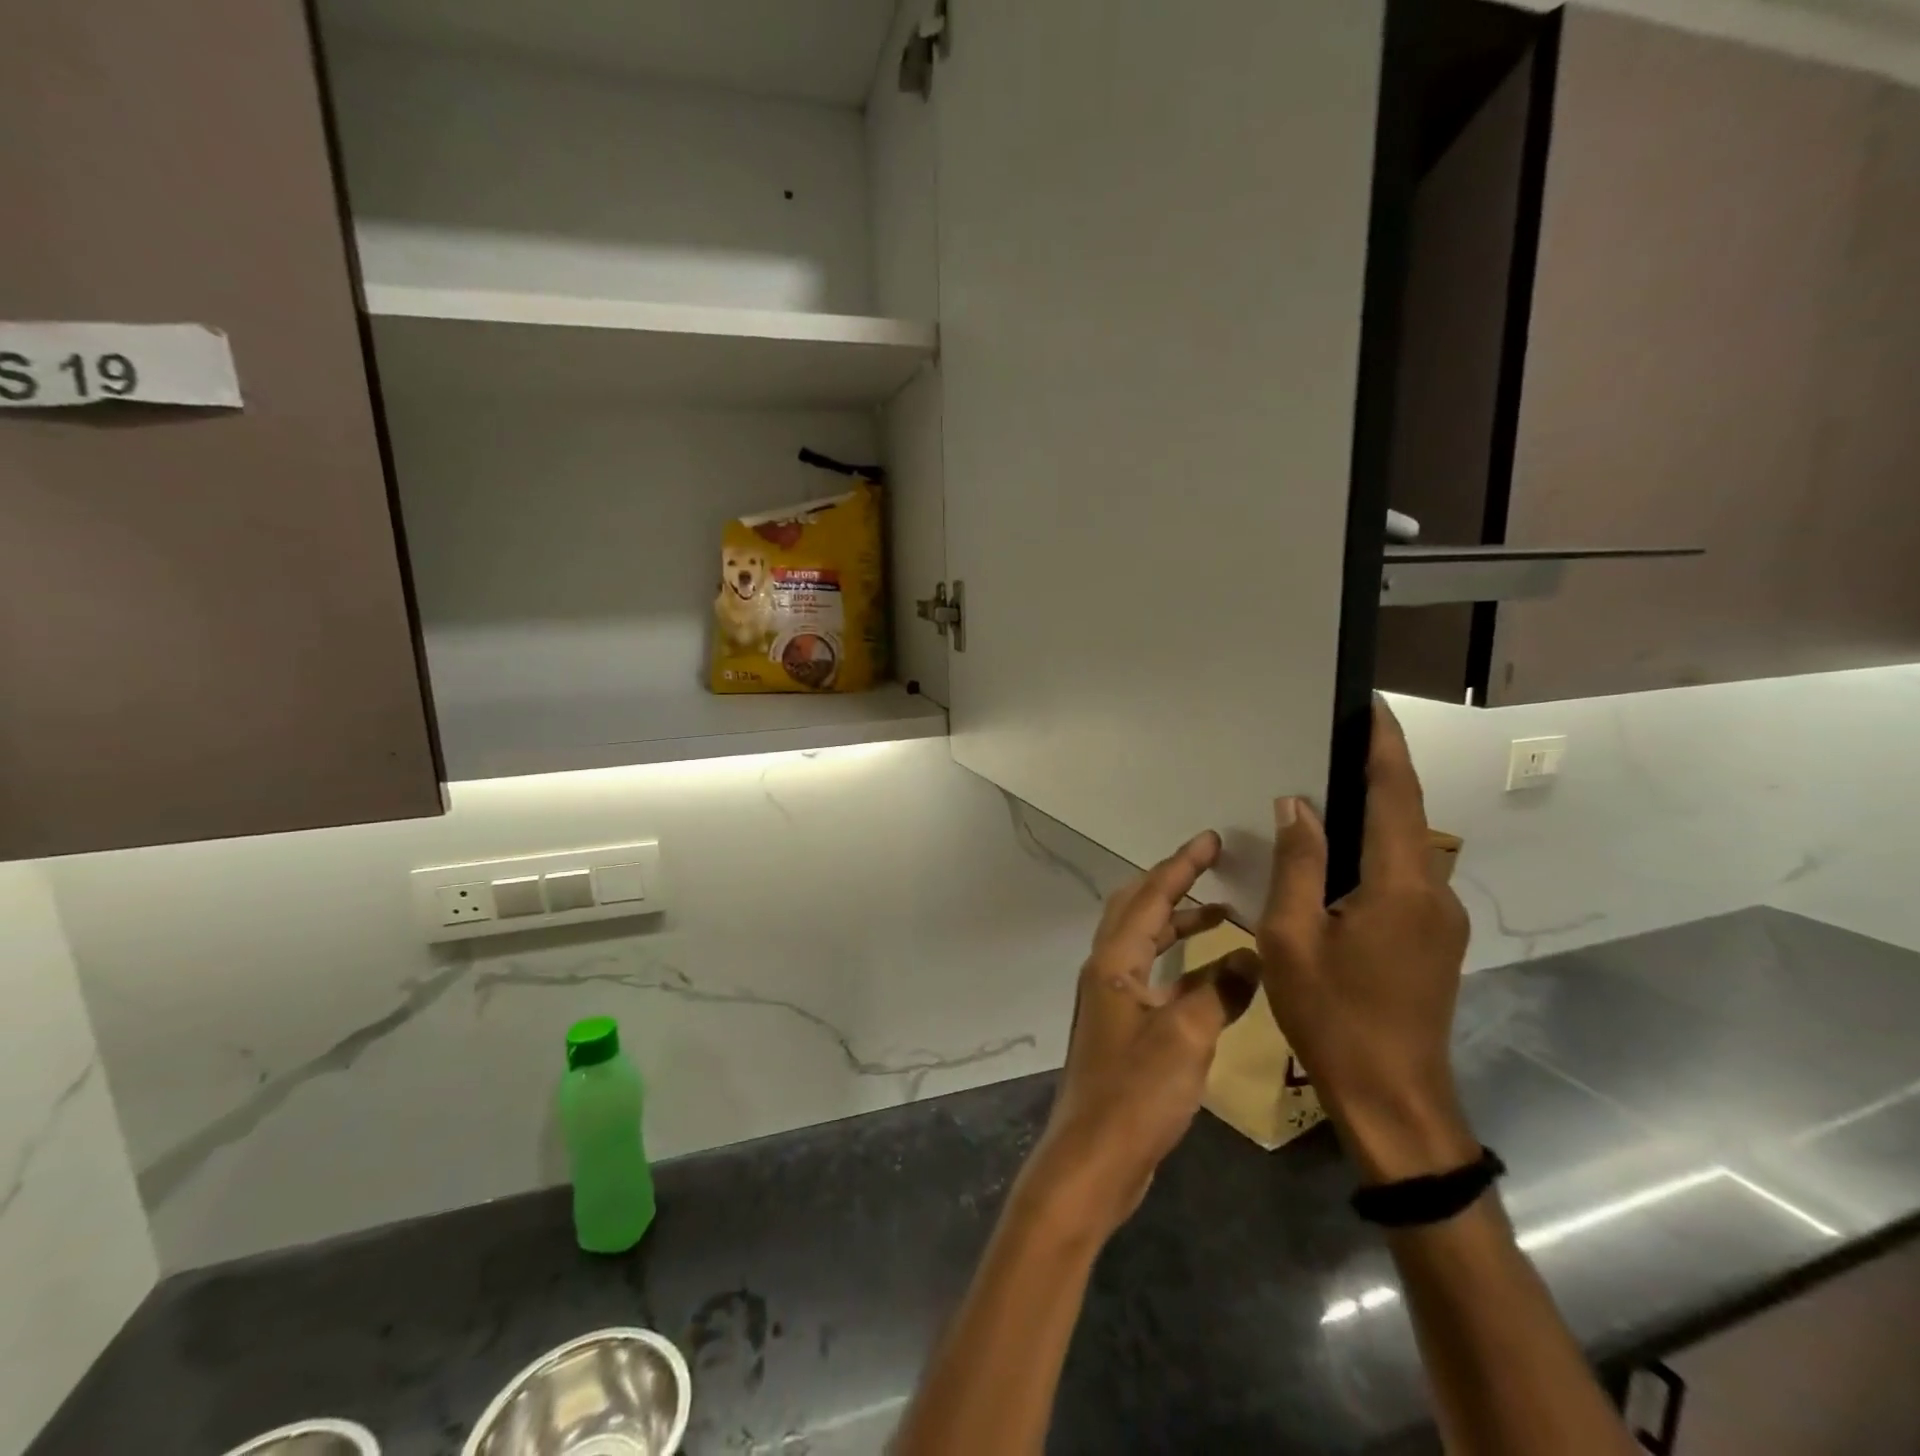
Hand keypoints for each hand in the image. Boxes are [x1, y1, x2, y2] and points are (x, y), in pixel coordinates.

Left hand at [1019, 832, 1259, 1242]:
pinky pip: (1154, 975)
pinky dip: (1181, 964)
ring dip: (1179, 924)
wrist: (1092, 1158)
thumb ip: (1221, 991)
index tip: (1210, 839)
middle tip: (1213, 867)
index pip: (1150, 896)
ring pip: (1146, 943)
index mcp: (1113, 961)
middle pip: (1138, 909)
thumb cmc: (1135, 1093)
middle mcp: (1106, 970)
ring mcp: (1112, 999)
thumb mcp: (1186, 1037)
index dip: (1181, 865)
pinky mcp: (1123, 1027)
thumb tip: (1253, 954)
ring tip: (1223, 914)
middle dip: (1174, 884)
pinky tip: (1213, 974)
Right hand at [1256, 700, 1478, 1184]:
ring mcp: (1440, 920)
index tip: (1371, 706)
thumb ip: (1298, 864)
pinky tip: (1337, 859)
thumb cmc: (1333, 1017)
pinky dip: (1373, 851)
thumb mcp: (1292, 938)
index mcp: (1400, 886)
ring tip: (1327, 791)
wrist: (1395, 1102)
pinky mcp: (1434, 941)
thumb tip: (1296, 803)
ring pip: (1405, 848)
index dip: (1384, 747)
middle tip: (1334, 741)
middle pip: (1405, 816)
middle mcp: (1433, 892)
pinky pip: (1403, 877)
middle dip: (1377, 772)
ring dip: (1374, 813)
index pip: (1395, 794)